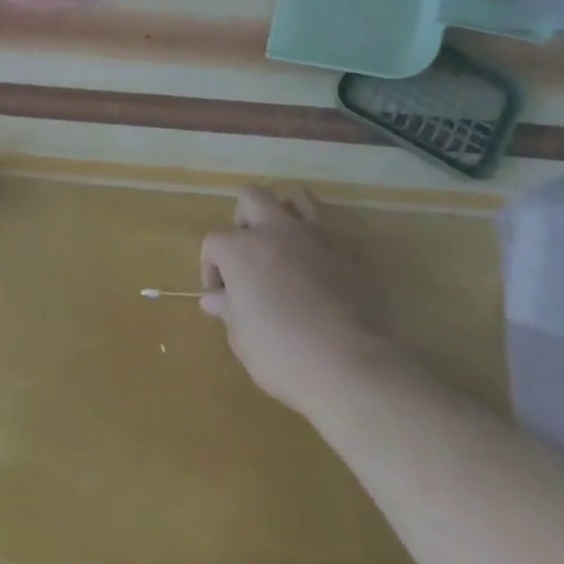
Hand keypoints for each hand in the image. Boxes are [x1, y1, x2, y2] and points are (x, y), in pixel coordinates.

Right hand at [200, 187, 388, 417]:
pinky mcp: (350, 250)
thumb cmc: (284, 356)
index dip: (211, 268)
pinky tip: (319, 266)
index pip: (214, 243)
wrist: (352, 367)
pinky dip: (319, 239)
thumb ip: (229, 311)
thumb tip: (214, 299)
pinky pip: (330, 228)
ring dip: (284, 213)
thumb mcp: (244, 340)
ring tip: (284, 243)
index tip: (220, 296)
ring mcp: (316, 235)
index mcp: (241, 250)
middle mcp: (276, 230)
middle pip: (251, 197)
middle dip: (244, 220)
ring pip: (296, 197)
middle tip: (248, 254)